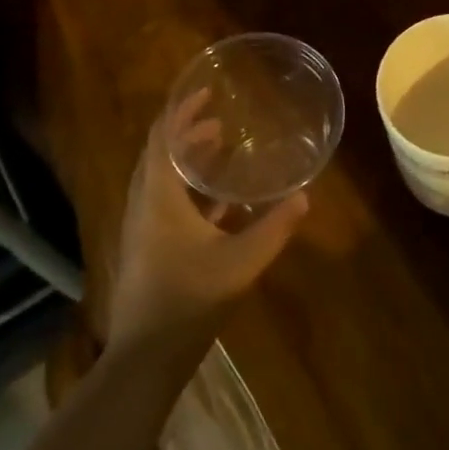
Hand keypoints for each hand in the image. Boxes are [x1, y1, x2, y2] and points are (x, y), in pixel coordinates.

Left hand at [106, 91, 309, 361]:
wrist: (145, 357)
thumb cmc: (188, 300)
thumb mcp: (241, 262)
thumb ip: (274, 228)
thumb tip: (305, 196)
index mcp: (158, 196)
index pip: (163, 138)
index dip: (181, 111)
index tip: (206, 92)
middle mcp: (145, 204)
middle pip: (160, 154)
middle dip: (188, 131)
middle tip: (220, 118)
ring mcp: (143, 228)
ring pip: (162, 179)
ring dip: (188, 159)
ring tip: (221, 147)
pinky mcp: (148, 248)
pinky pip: (166, 202)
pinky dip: (189, 189)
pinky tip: (220, 202)